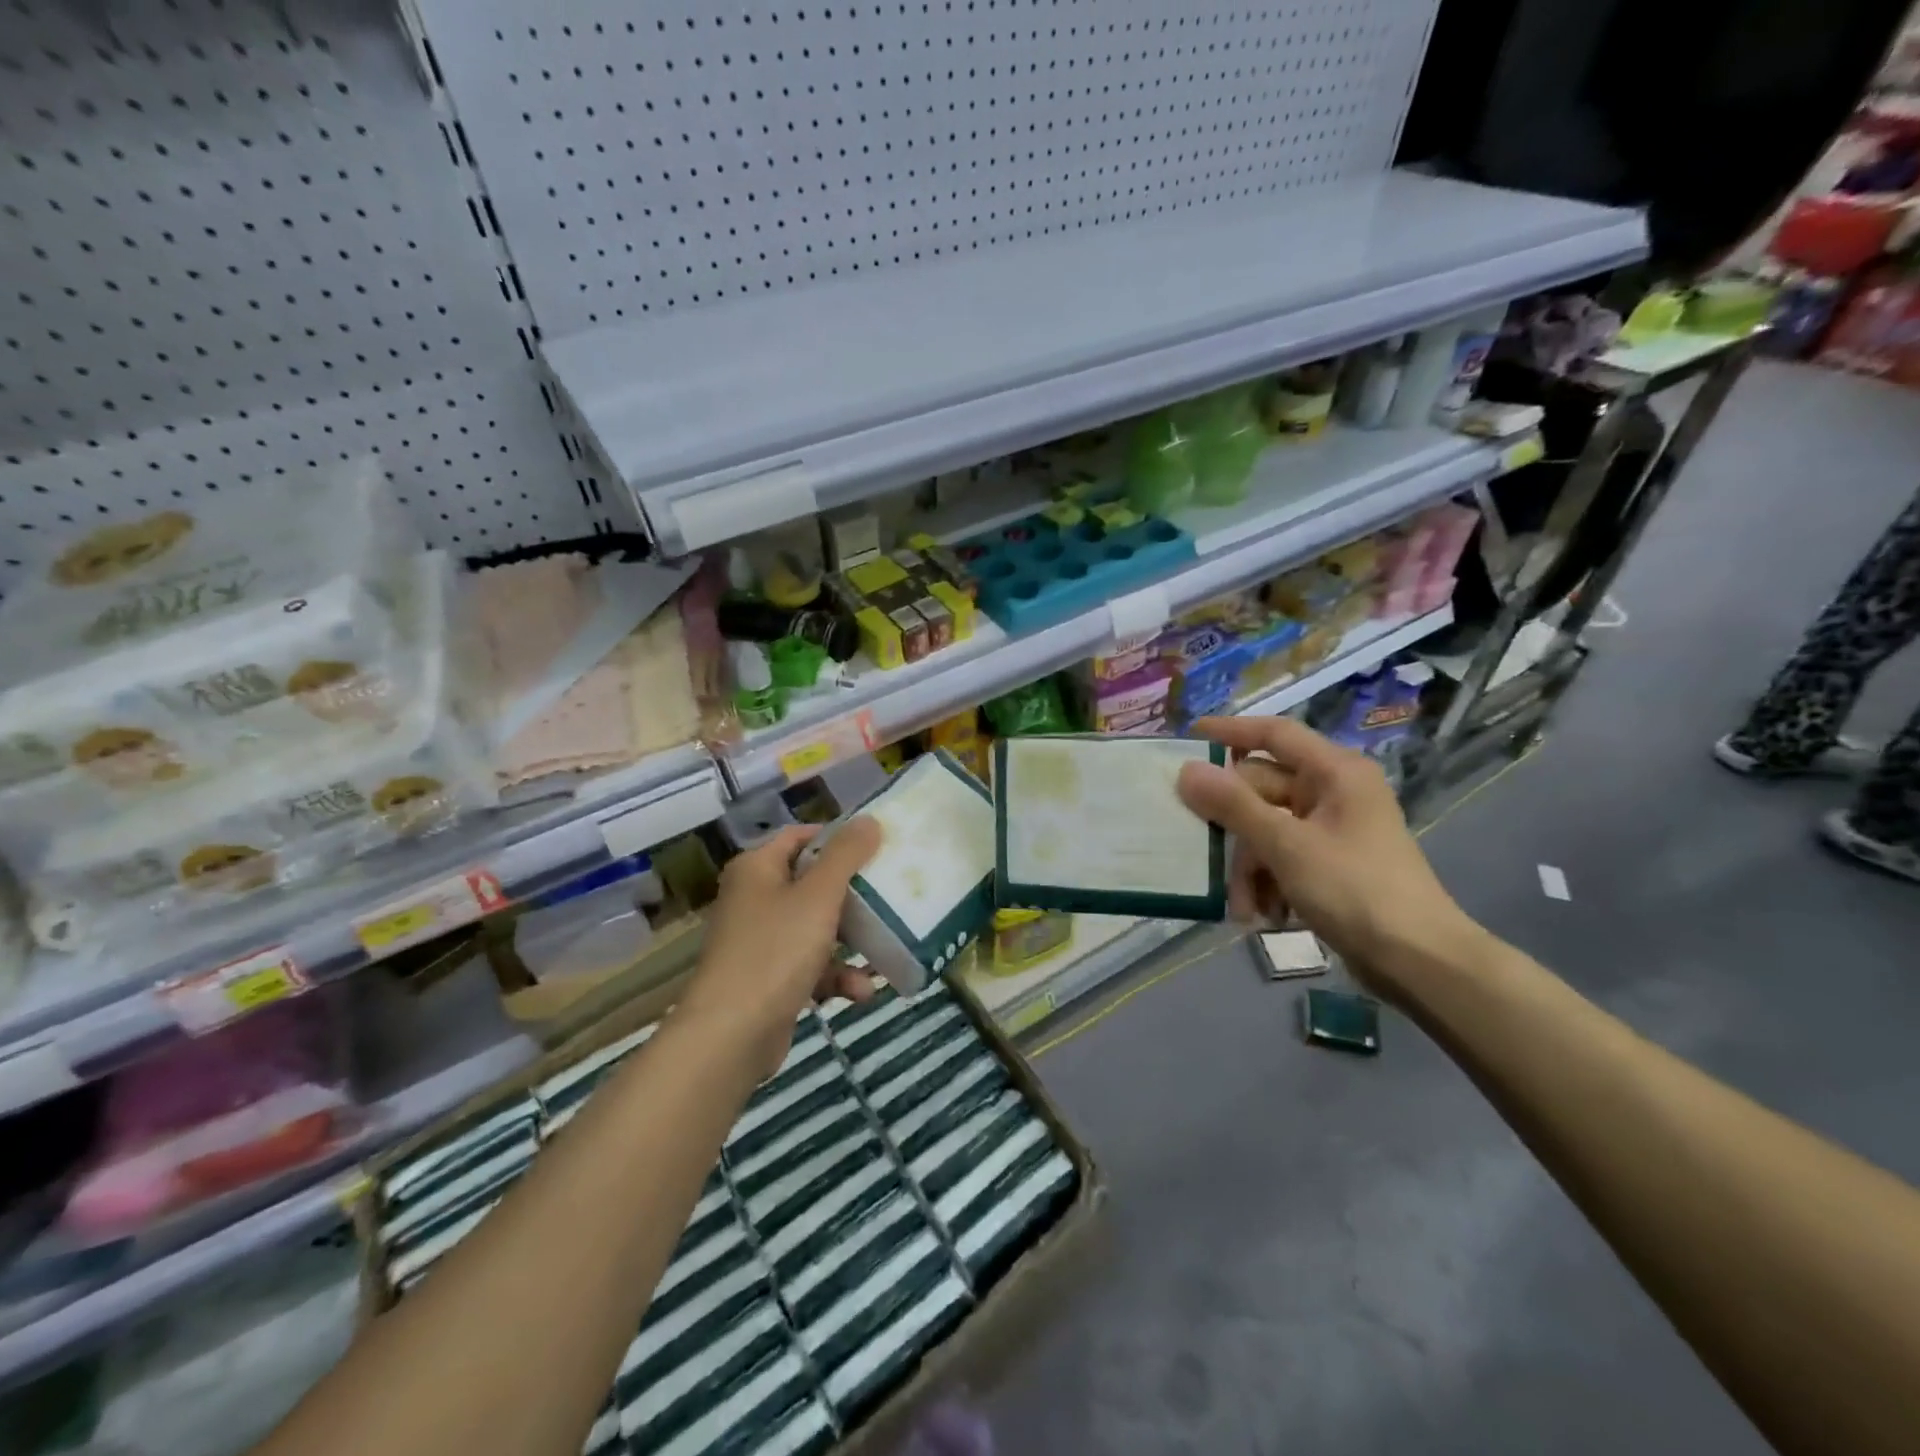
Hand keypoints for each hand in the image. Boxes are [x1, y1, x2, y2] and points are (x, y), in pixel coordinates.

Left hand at [676, 820, 882, 1077]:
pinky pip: (811, 966)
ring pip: (816, 928)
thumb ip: (846, 855)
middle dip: (853, 894)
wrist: (731, 1036)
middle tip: (890, 893)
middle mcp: (754, 899)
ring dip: (851, 942)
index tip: (876, 846)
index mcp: (757, 869)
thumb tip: (870, 820)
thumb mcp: (818, 896)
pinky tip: (862, 992)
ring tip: (884, 950)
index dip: (837, 837)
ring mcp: (760, 942)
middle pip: (812, 883)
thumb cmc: (776, 951)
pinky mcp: (769, 980)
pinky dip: (836, 976)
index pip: (800, 837)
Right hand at [1175, 716, 1480, 995]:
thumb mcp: (1286, 845)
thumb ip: (1233, 805)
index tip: (1188, 737)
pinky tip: (1266, 916)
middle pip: (1262, 790)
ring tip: (1244, 908)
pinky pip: (1282, 858)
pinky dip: (1268, 883)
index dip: (1230, 731)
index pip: (1274, 734)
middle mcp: (1334, 792)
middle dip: (1234, 829)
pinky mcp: (1330, 864)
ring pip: (1267, 830)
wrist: (1419, 962)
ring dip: (1249, 868)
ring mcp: (1332, 830)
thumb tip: (1187, 769)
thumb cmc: (1355, 890)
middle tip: (1198, 847)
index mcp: (1335, 773)